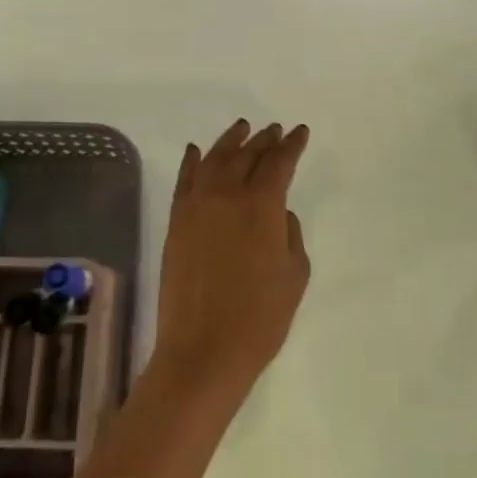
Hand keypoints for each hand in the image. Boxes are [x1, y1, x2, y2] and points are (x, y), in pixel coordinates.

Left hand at [150, 119, 311, 401]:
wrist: (204, 350)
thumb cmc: (261, 317)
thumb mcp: (295, 274)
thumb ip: (290, 234)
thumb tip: (278, 214)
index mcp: (262, 205)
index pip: (279, 162)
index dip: (292, 145)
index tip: (300, 132)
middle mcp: (227, 195)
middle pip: (246, 155)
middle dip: (264, 140)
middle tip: (274, 129)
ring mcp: (196, 207)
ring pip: (214, 160)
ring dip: (230, 141)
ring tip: (242, 128)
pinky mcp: (176, 223)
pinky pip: (184, 181)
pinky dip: (192, 162)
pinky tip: (196, 151)